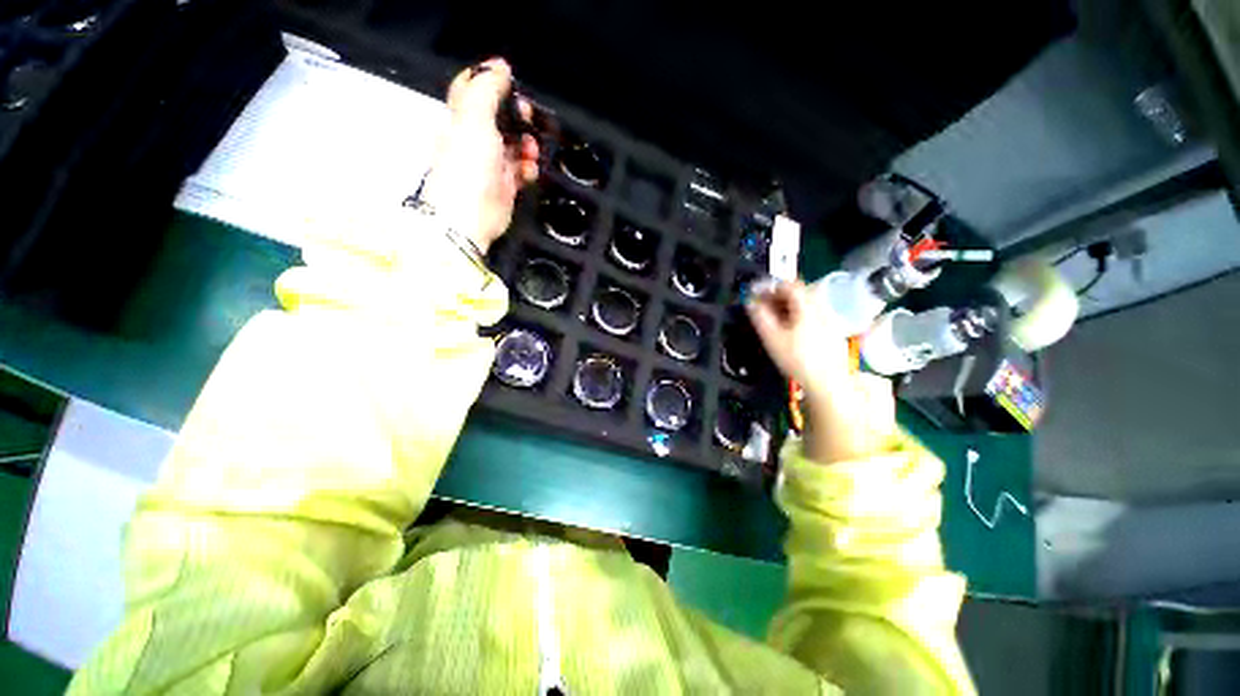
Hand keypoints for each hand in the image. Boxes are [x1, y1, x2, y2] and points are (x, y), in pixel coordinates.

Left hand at [419, 58, 539, 253]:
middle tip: (526, 116)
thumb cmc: (467, 167)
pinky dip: (528, 168)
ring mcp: (490, 165)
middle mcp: (474, 140)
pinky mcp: (504, 187)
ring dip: (526, 143)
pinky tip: (530, 169)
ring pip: (513, 145)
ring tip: (530, 148)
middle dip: (515, 115)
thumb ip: (487, 89)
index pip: (472, 91)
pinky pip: (520, 171)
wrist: (469, 216)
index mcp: (460, 120)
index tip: (509, 82)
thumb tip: (500, 66)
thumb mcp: (474, 117)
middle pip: (498, 118)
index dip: (490, 82)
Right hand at [746, 280, 848, 400]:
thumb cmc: (798, 359)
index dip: (771, 286)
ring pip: (807, 304)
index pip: (789, 285)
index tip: (757, 293)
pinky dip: (799, 315)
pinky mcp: (833, 332)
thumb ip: (760, 316)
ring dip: (789, 306)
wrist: (830, 383)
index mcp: (807, 305)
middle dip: (779, 296)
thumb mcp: (772, 337)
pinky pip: (813, 315)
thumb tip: (750, 302)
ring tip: (774, 318)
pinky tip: (790, 331)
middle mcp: (821, 308)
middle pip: (800, 292)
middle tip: (763, 305)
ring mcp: (830, 320)